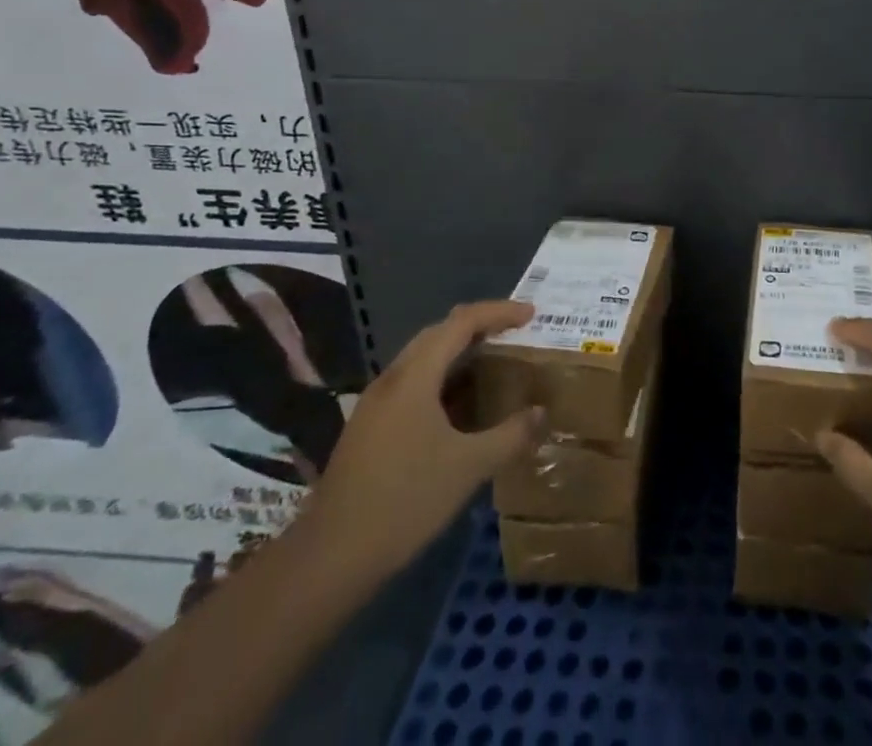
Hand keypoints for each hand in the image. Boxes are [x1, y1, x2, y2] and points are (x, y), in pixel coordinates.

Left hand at [298, 300, 542, 580]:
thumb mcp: (469, 466)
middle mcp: (392, 379)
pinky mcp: (369, 428)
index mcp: (415, 377)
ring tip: (494, 364)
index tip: (531, 314)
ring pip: (424, 359)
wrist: (329, 559)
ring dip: (460, 354)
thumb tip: (542, 412)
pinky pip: (414, 384)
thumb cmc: (404, 500)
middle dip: (480, 326)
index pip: (462, 323)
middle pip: (440, 333)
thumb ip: (511, 435)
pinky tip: (461, 408)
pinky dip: (443, 380)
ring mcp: (376, 405)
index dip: (499, 312)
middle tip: (515, 334)